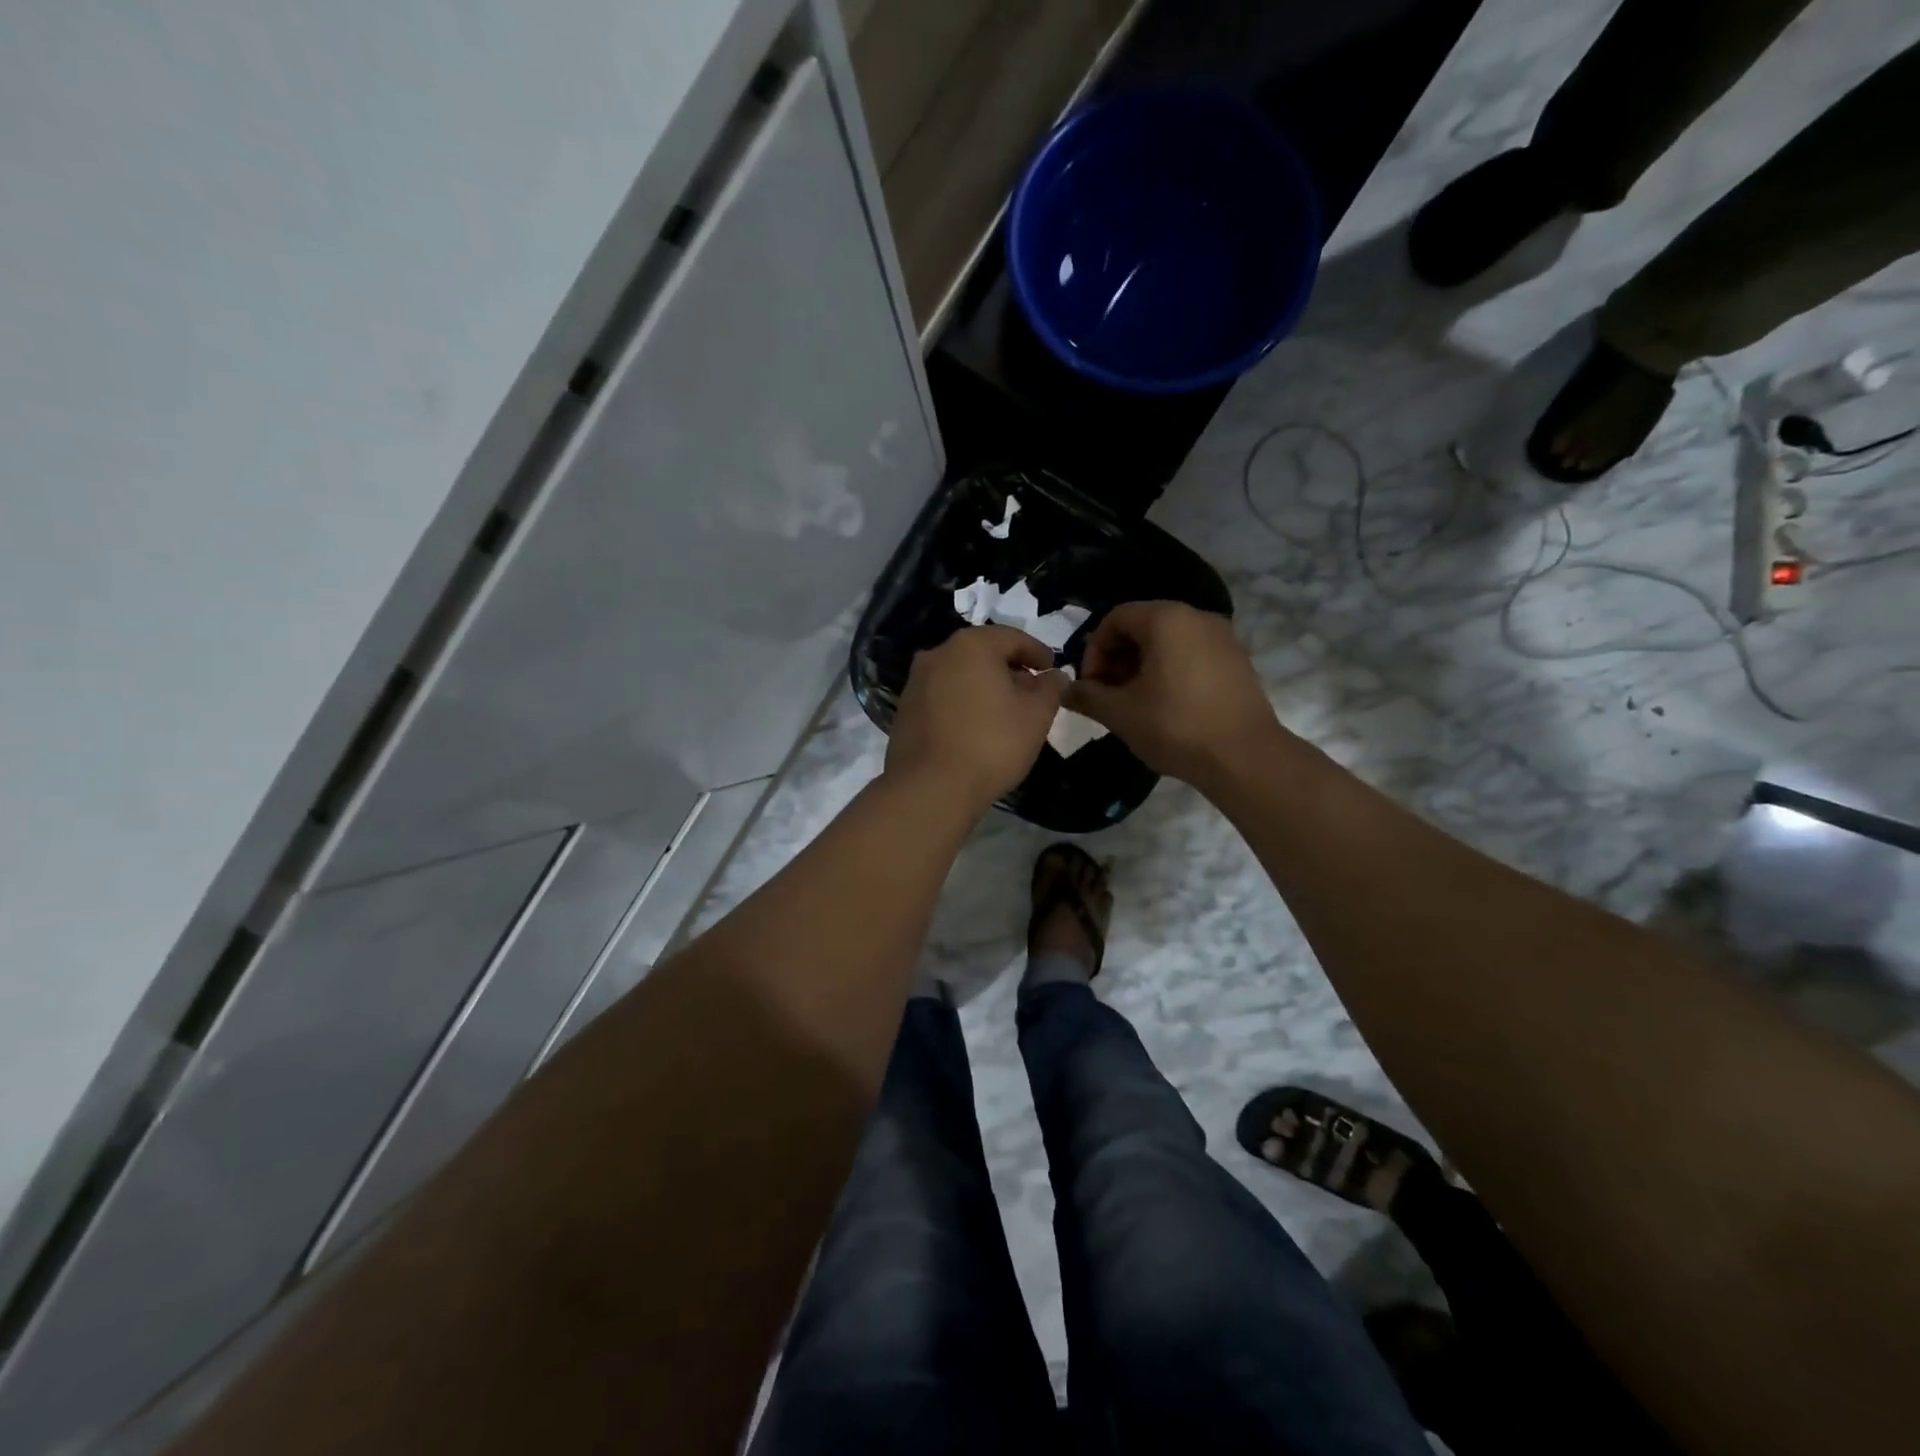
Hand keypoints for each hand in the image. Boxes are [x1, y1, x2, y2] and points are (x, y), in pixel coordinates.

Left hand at [886, 626, 1066, 810]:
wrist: (930, 788)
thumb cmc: (992, 744)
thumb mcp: (1036, 716)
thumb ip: (1051, 689)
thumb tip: (1055, 676)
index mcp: (971, 645)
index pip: (1013, 638)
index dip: (1038, 653)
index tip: (1052, 670)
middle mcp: (938, 654)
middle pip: (983, 653)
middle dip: (1010, 669)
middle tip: (1031, 693)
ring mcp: (916, 682)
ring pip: (960, 674)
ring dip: (984, 686)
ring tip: (1004, 712)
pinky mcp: (905, 709)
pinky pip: (942, 696)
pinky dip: (962, 702)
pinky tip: (975, 727)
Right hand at [1068, 601, 1284, 788]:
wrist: (1245, 757)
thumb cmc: (1175, 726)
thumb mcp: (1120, 713)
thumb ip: (1088, 696)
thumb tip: (1066, 691)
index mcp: (1166, 619)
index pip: (1115, 618)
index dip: (1094, 650)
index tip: (1091, 685)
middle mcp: (1196, 617)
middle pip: (1143, 626)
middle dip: (1117, 658)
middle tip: (1107, 695)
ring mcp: (1222, 637)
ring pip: (1168, 641)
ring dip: (1142, 666)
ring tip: (1133, 703)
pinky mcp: (1237, 660)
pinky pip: (1191, 654)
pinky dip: (1170, 671)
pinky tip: (1164, 706)